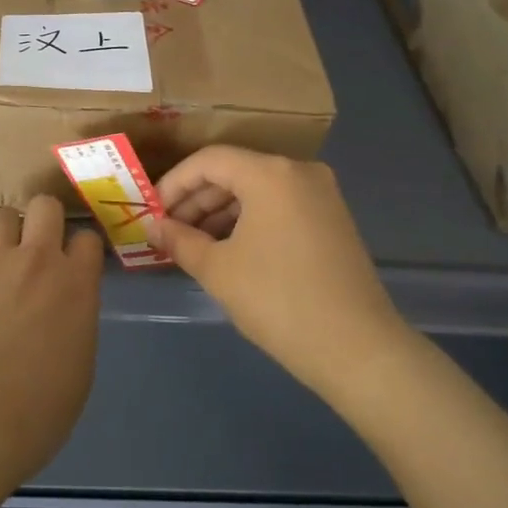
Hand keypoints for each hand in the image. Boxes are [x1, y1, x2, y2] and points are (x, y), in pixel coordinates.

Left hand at [0, 196, 104, 489]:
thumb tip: (66, 309)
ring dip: (3, 236)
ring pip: (1, 216)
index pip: (87, 238)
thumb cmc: (36, 414)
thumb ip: (78, 322)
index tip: (71, 263)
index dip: (78, 249)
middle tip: (34, 250)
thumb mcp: (80, 367)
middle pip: (45, 206)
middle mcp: (38, 260)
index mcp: (77, 285)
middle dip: (42, 222)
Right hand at [147, 148, 407, 402]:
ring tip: (194, 245)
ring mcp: (322, 194)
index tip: (151, 212)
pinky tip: (229, 249)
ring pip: (258, 189)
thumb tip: (153, 227)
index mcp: (271, 173)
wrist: (356, 347)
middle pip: (235, 171)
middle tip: (169, 232)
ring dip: (221, 212)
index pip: (209, 160)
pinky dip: (250, 220)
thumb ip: (180, 240)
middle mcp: (300, 171)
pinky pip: (280, 205)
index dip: (174, 183)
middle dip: (196, 200)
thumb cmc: (278, 300)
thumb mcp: (218, 270)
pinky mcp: (333, 218)